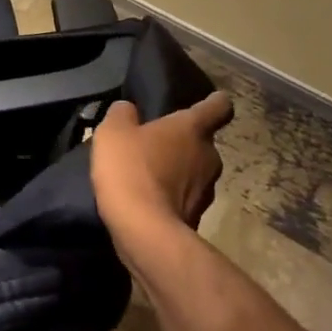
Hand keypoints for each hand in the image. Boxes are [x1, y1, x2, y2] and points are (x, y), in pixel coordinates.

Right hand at [90, 92, 233, 257]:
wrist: (143, 229)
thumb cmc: (130, 168)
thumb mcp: (113, 131)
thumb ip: (122, 114)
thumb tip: (128, 109)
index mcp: (192, 129)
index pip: (218, 107)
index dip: (214, 102)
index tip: (211, 101)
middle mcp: (209, 156)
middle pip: (202, 142)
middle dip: (184, 143)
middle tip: (156, 144)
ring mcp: (207, 189)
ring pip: (195, 171)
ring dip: (178, 171)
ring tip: (149, 174)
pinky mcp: (197, 216)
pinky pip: (185, 197)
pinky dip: (171, 196)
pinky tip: (148, 198)